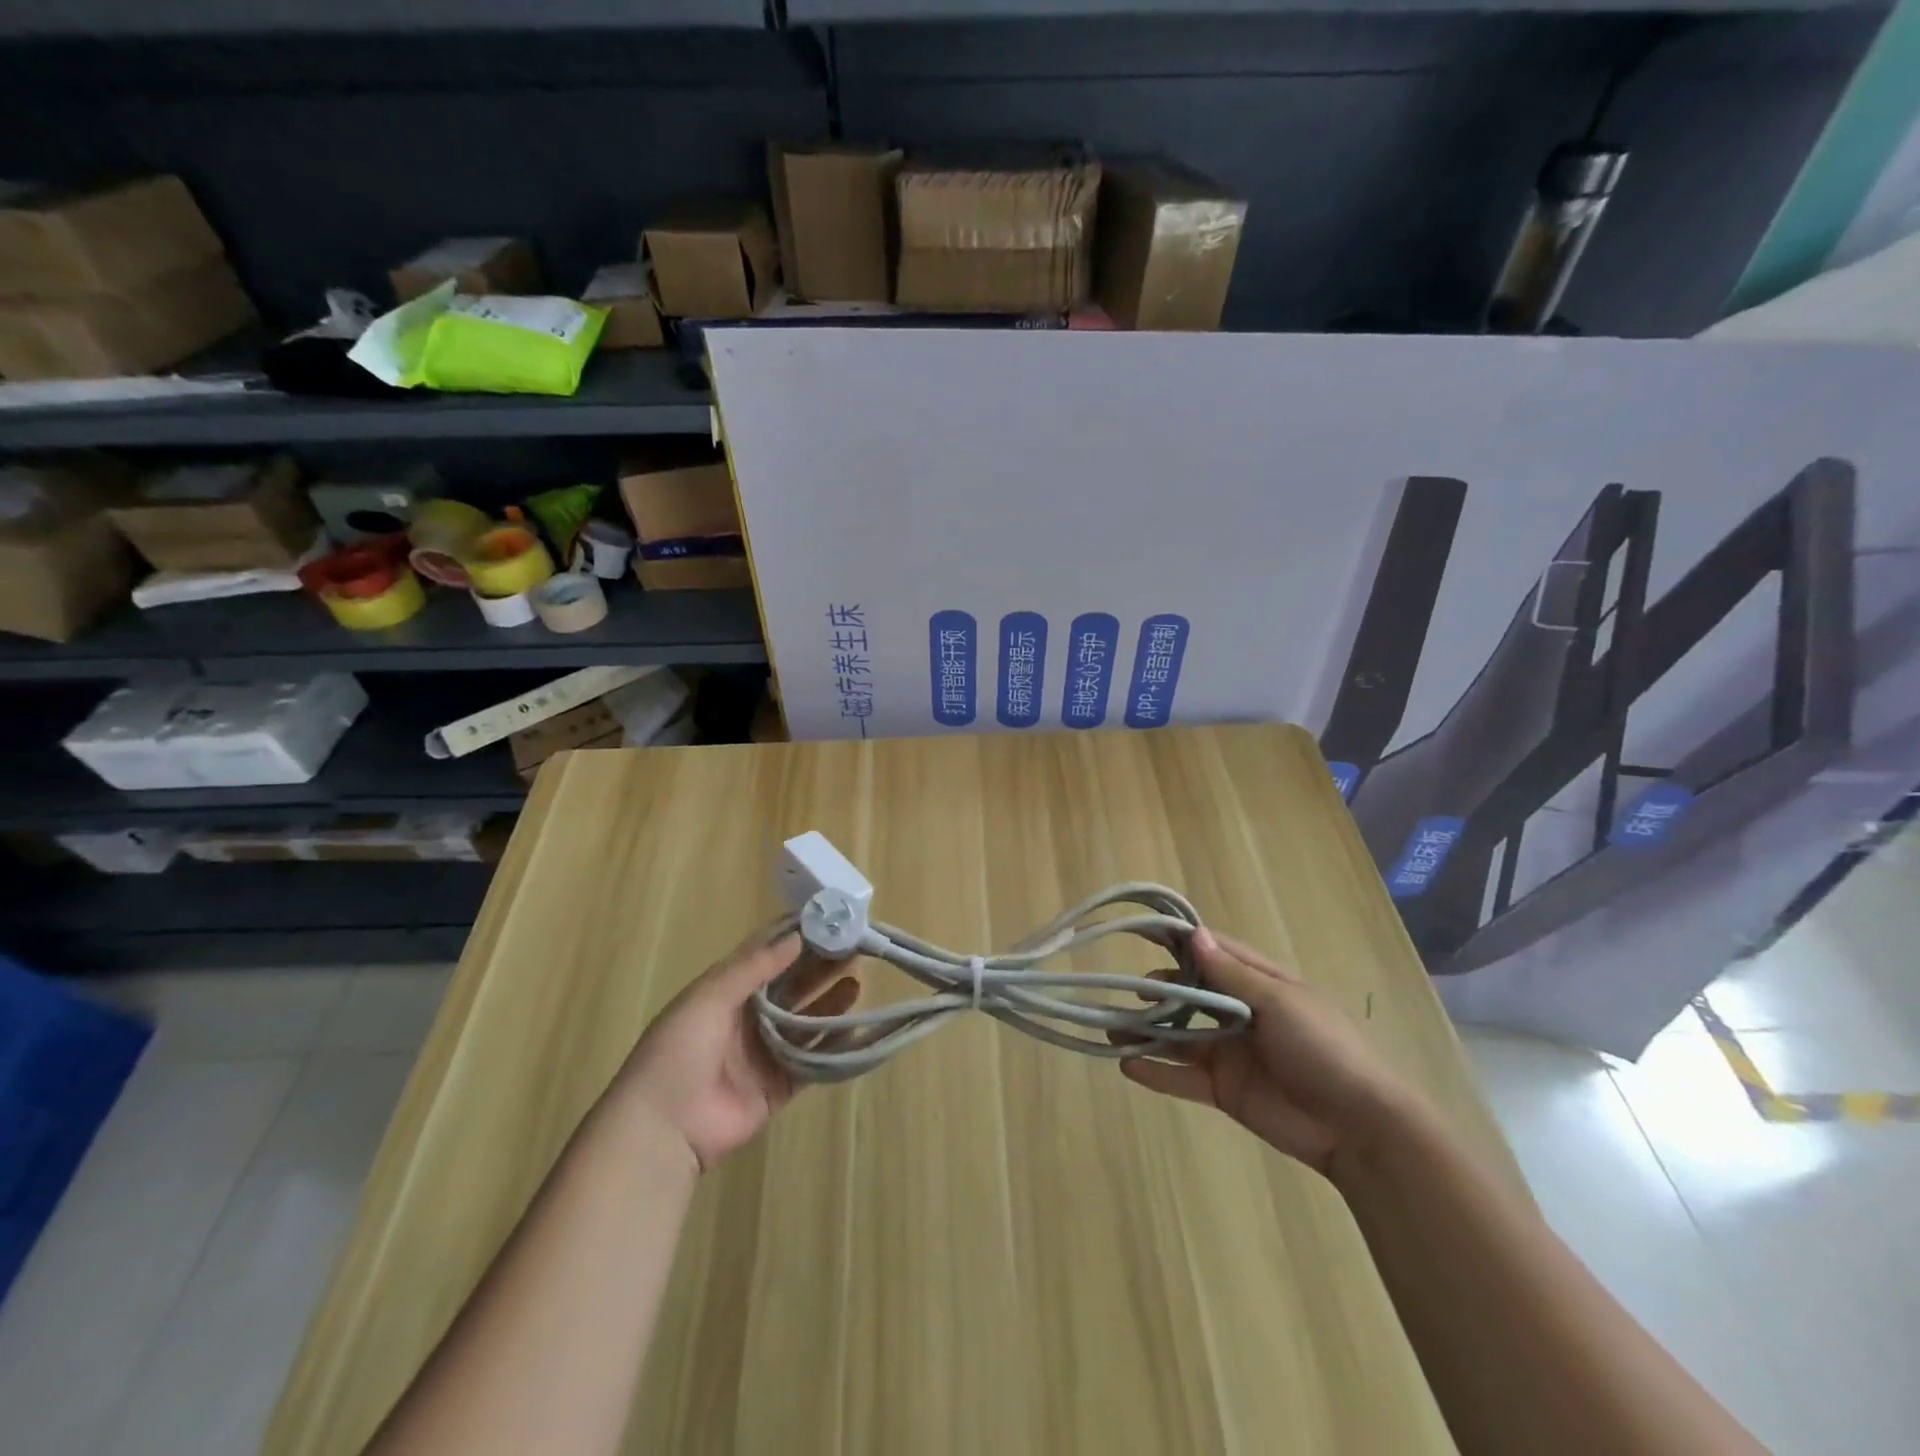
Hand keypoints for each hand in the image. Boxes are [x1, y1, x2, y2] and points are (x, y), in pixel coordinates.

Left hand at [616, 925, 858, 1173]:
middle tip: (854, 947)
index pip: (766, 956)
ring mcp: (764, 1053)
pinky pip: (812, 1060)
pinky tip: (856, 1027)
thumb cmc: (679, 1052)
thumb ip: (753, 967)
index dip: (795, 938)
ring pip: (805, 1021)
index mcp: (726, 992)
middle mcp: (748, 1017)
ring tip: (857, 981)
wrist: (663, 1130)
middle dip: (820, 967)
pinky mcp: (778, 1086)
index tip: (829, 919)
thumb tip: (797, 935)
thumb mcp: (709, 998)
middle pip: (791, 986)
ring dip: (830, 1002)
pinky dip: (834, 1044)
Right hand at [1120, 929, 1414, 1175]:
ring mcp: (1231, 1053)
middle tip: (1128, 991)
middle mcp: (1241, 1013)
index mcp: (1260, 984)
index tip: (1141, 931)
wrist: (1360, 1127)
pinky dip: (1156, 1072)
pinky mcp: (1225, 1090)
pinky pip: (1183, 1077)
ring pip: (1180, 1036)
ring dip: (1148, 1032)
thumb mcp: (1279, 1003)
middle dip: (1158, 991)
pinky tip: (1126, 1066)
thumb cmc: (1324, 1049)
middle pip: (1190, 994)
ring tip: (1111, 1029)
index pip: (1213, 953)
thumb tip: (1192, 934)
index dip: (1179, 942)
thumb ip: (1231, 974)